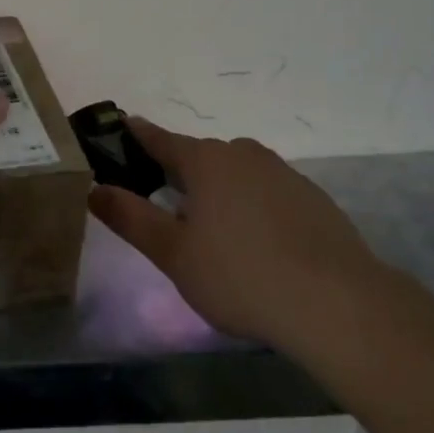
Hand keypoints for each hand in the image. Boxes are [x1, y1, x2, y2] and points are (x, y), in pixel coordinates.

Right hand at [86, 117, 380, 345]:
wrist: (338, 304)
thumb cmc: (241, 276)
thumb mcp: (174, 254)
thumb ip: (131, 218)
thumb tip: (95, 189)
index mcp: (205, 160)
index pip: (159, 139)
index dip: (136, 135)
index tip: (121, 127)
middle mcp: (243, 154)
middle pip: (200, 157)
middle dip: (179, 175)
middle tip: (166, 210)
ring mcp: (283, 173)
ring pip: (236, 174)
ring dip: (219, 192)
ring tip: (213, 234)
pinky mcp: (313, 198)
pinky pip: (267, 192)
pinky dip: (252, 207)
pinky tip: (257, 245)